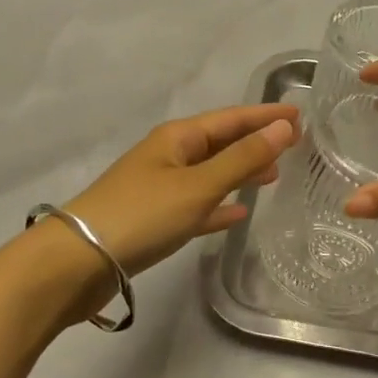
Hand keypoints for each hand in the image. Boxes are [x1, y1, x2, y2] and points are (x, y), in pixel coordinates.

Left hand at [60, 103, 298, 282]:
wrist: (77, 263)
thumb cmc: (141, 215)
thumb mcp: (198, 186)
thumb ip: (242, 159)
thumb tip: (283, 127)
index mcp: (178, 138)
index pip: (231, 118)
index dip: (265, 116)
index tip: (300, 114)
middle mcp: (170, 156)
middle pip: (221, 142)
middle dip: (256, 141)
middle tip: (295, 145)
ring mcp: (160, 188)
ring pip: (211, 173)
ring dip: (241, 171)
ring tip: (274, 176)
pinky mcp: (154, 219)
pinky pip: (197, 205)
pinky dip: (219, 205)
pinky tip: (238, 214)